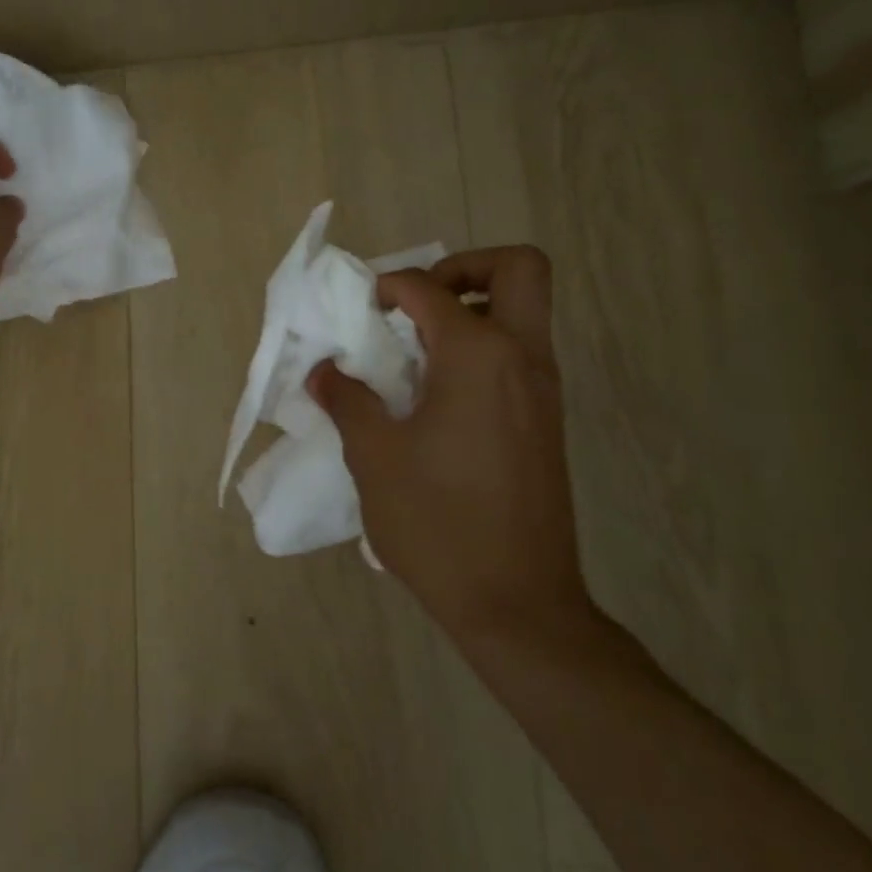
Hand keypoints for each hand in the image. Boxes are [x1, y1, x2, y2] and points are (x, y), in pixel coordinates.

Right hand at [309, 245, 591, 648]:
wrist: (516, 604)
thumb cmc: (437, 522)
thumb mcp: (373, 456)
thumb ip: (347, 399)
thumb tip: (326, 371)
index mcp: (478, 356)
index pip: (429, 288)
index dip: (387, 286)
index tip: (359, 312)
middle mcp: (522, 359)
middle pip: (518, 270)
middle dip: (464, 268)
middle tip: (416, 304)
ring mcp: (542, 391)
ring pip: (523, 312)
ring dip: (470, 309)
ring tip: (414, 350)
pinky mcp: (544, 422)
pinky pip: (518, 354)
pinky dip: (479, 347)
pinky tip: (433, 395)